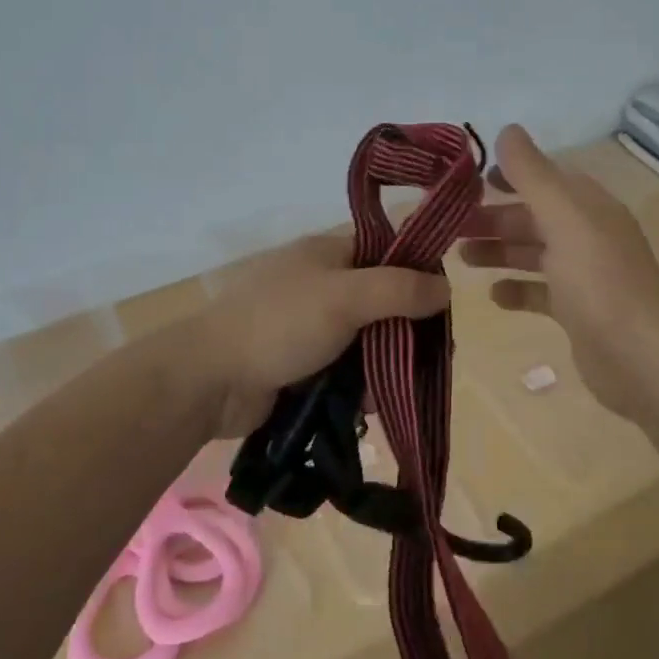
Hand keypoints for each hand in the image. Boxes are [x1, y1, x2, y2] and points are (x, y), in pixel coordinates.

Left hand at [194, 233, 451, 436]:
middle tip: (430, 361)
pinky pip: (346, 369)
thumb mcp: (344, 297)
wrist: (211, 379)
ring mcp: (312, 324)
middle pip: (382, 300)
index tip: (443, 309)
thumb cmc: (279, 324)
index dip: (418, 274)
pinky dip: (360, 384)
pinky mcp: (304, 362)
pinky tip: (370, 406)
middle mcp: (324, 283)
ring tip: (401, 390)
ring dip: (384, 363)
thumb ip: (398, 289)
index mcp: (330, 252)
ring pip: (367, 339)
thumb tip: (447, 287)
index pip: (388, 252)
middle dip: (405, 331)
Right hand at [458, 124, 658, 420]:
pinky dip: (516, 290)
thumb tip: (508, 129)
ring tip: (460, 258)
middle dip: (493, 217)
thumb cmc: (597, 280)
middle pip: (533, 217)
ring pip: (533, 253)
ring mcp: (584, 276)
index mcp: (589, 208)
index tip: (469, 182)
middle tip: (450, 225)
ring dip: (498, 251)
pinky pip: (540, 292)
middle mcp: (588, 236)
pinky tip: (494, 296)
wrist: (639, 357)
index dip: (510, 175)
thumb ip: (532, 174)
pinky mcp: (578, 312)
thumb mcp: (562, 217)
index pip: (546, 179)